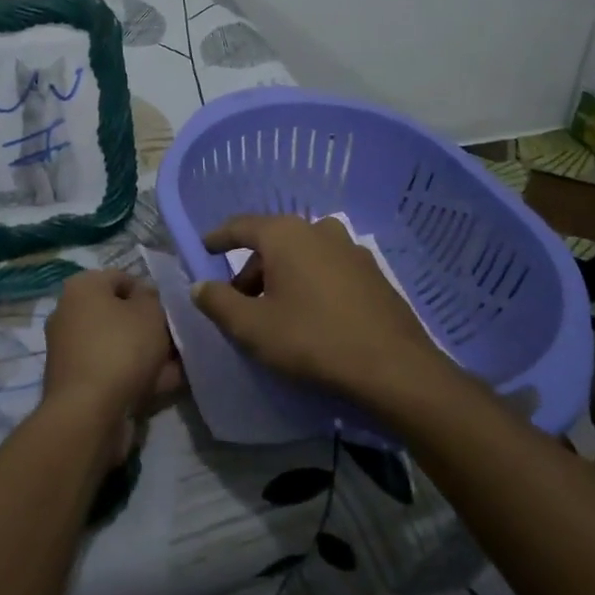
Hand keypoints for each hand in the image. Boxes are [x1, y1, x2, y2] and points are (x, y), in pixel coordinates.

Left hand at [42, 271, 183, 463]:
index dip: (149, 292)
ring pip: (119, 345)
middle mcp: (70, 313)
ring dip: (147, 354)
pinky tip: (165, 385)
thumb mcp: (150, 313)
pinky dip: (136, 376)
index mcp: (82, 288)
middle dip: (149, 327)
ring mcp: (71, 350)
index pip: (121, 278)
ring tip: (179, 365)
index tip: (169, 311)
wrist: (88, 413)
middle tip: (176, 339)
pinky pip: (113, 370)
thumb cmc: (121, 349)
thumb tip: (144, 295)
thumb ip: (152, 297)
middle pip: (119, 314)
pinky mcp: (77, 382)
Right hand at [191, 214, 445, 405]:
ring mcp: (350, 249)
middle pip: (272, 243)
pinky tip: (311, 314)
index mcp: (285, 235)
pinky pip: (327, 268)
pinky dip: (310, 282)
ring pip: (302, 255)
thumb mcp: (252, 328)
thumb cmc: (312, 340)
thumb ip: (218, 302)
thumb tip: (200, 286)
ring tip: (274, 311)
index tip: (204, 249)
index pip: (241, 226)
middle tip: (239, 301)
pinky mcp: (372, 272)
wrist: (394, 368)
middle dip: (251, 269)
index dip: (218, 238)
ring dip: (282, 276)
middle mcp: (318, 230)